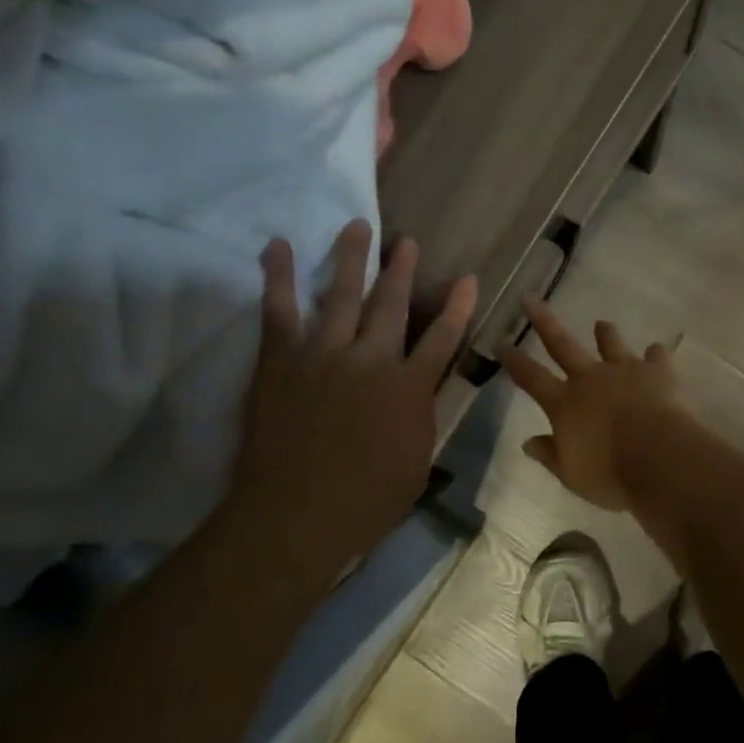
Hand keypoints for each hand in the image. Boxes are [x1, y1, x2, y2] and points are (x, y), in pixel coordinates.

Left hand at [232, 220, 475, 584]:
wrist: (295, 517)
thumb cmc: (365, 502)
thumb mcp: (416, 463)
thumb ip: (421, 418)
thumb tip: (423, 391)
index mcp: (409, 389)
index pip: (443, 338)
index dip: (457, 306)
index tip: (467, 278)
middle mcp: (372, 360)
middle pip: (392, 305)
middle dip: (402, 270)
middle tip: (406, 241)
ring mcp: (324, 355)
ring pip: (342, 294)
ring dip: (352, 257)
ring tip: (357, 225)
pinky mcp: (282, 359)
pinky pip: (278, 309)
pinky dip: (277, 275)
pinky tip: (277, 245)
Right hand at [498, 300, 685, 511]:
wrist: (660, 458)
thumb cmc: (610, 474)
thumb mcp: (571, 474)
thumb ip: (550, 455)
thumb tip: (527, 442)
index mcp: (565, 404)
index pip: (531, 377)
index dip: (514, 360)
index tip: (501, 341)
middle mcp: (591, 379)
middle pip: (562, 344)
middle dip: (544, 322)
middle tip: (531, 299)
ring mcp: (625, 370)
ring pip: (611, 344)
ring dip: (605, 334)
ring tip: (602, 324)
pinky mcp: (658, 372)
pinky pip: (656, 357)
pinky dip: (655, 355)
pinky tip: (657, 353)